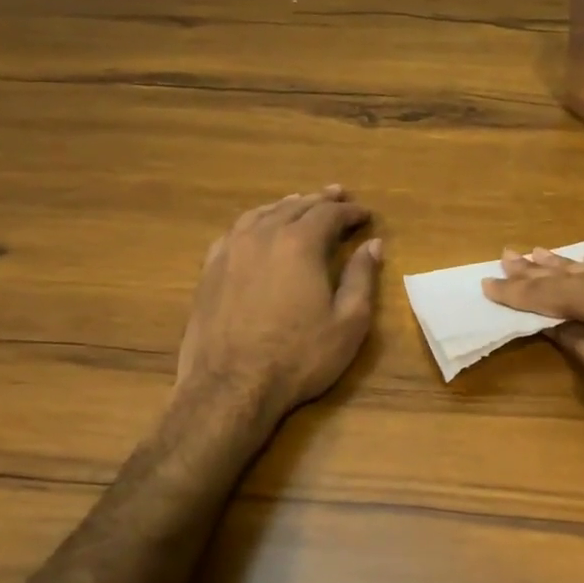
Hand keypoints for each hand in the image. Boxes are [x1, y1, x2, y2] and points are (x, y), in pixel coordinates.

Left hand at [176, 187, 381, 420]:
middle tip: (338, 195)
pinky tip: (258, 228)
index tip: (366, 215)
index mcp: (299, 244)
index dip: (350, 212)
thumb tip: (373, 245)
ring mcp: (231, 251)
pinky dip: (255, 222)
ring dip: (286, 205)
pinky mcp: (210, 270)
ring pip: (262, 214)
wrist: (230, 387)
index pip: (329, 214)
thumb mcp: (348, 322)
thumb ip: (362, 278)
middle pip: (295, 206)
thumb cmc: (298, 356)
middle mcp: (263, 236)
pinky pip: (235, 232)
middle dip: (320, 200)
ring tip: (300, 202)